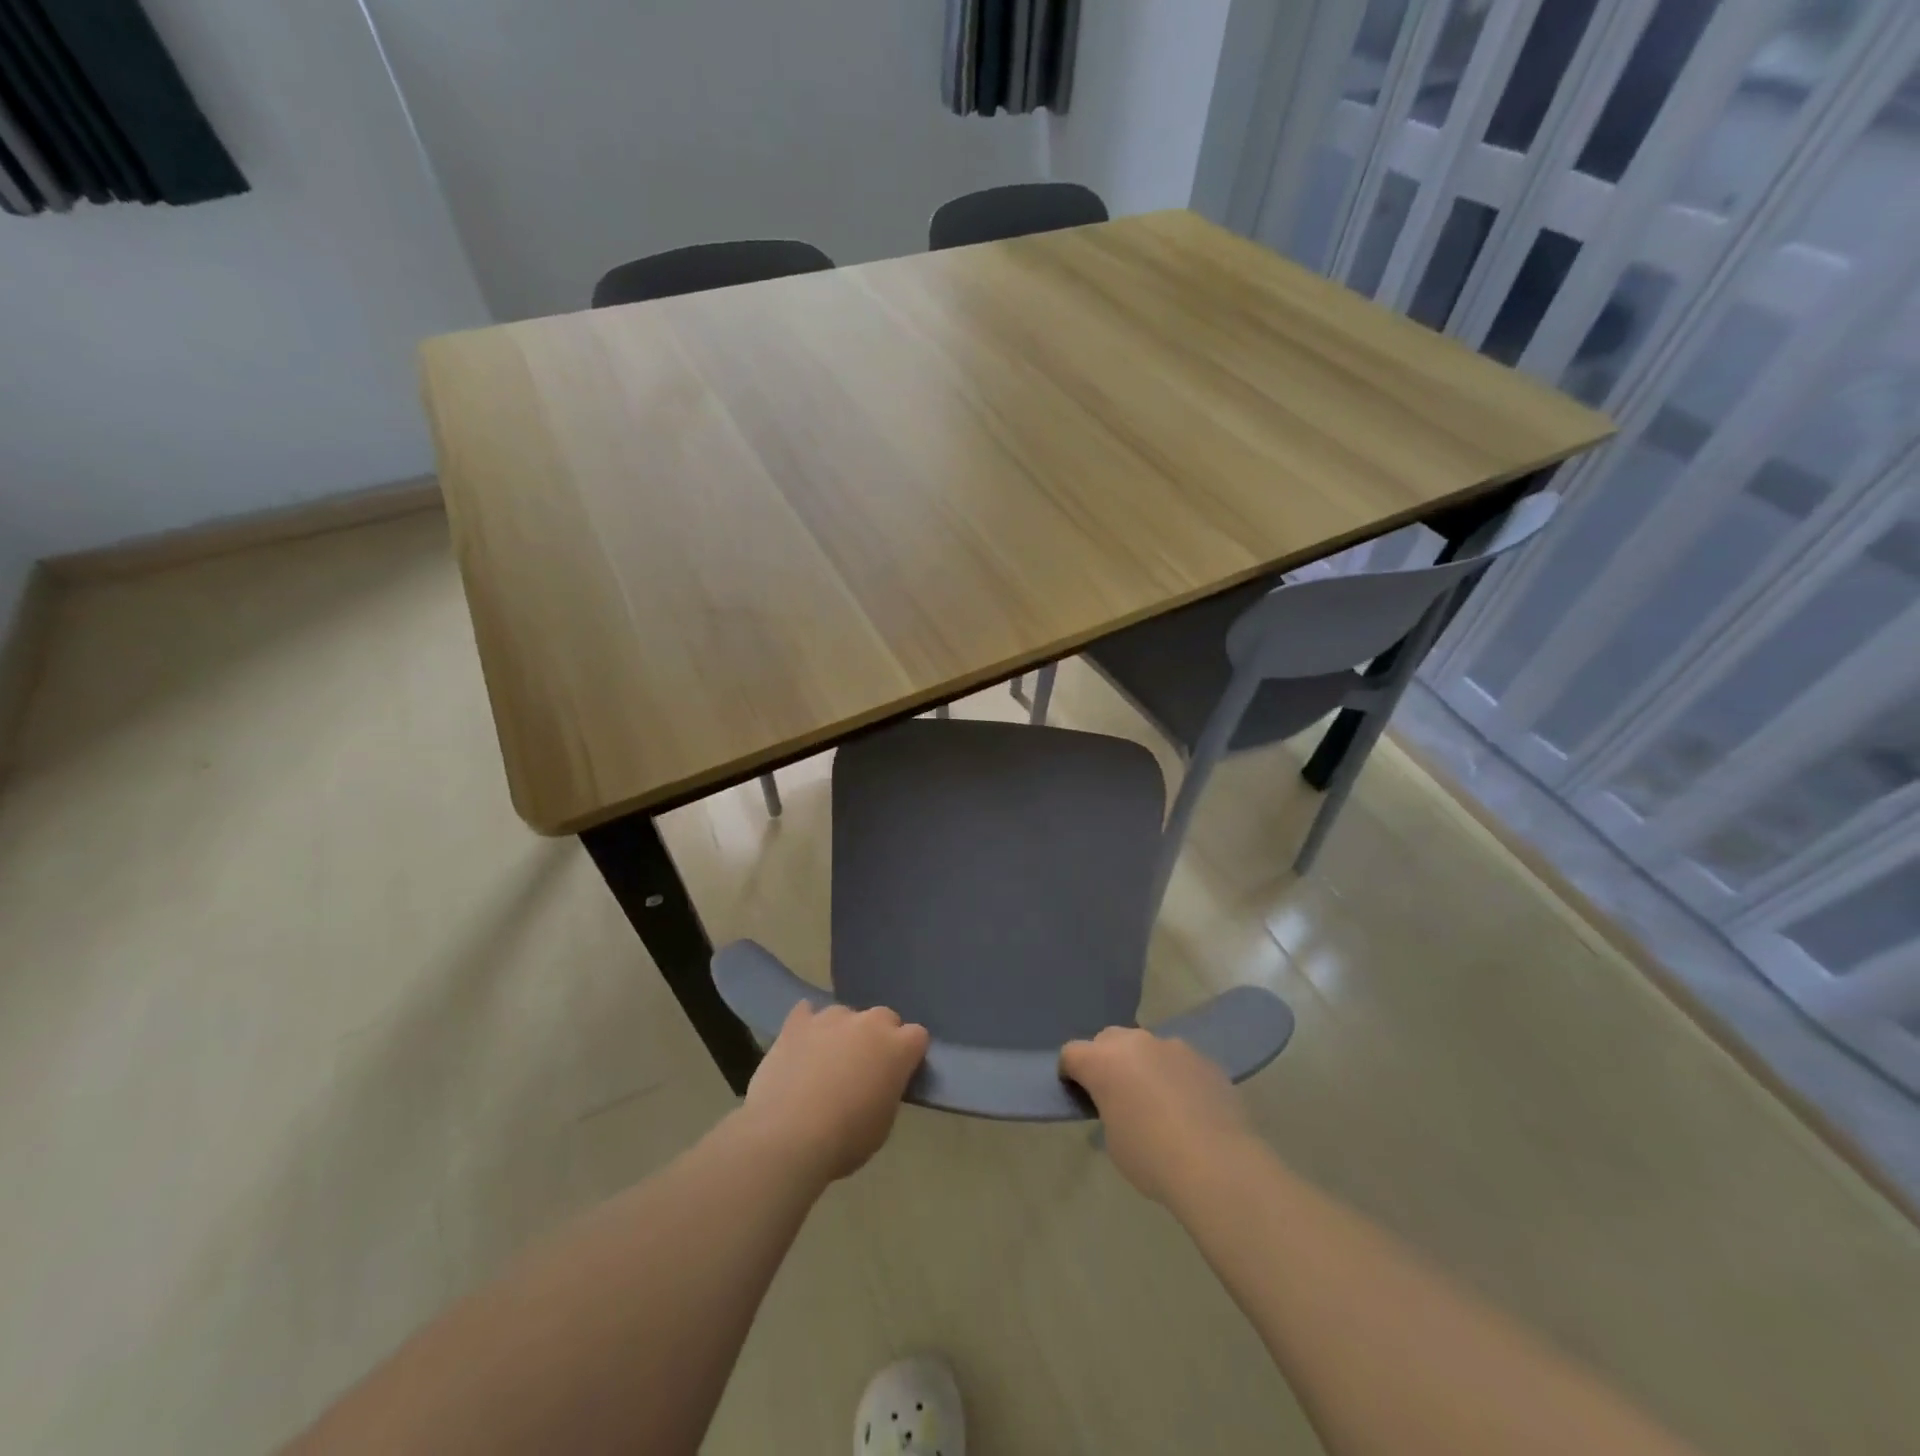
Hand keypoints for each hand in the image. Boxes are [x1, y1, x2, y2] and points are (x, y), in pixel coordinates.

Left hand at [737, 1002, 928, 1184]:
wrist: (787, 1137)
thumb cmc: (844, 1140)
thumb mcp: (883, 1124)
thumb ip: (888, 1090)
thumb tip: (879, 1082)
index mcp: (898, 1048)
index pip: (918, 1036)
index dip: (909, 1054)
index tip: (899, 1074)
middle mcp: (868, 1023)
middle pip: (884, 1017)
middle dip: (879, 1037)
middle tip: (864, 1068)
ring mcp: (831, 1018)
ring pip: (845, 1014)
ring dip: (843, 1032)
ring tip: (826, 1061)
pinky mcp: (797, 1022)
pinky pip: (806, 1012)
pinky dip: (807, 1025)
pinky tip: (801, 1046)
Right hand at [1060, 1028, 1253, 1202]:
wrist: (1217, 1164)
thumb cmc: (1152, 1158)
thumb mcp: (1114, 1140)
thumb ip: (1109, 1110)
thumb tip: (1122, 1105)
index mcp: (1103, 1061)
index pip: (1072, 1052)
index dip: (1070, 1072)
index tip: (1078, 1092)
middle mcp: (1135, 1043)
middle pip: (1108, 1039)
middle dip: (1106, 1059)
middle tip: (1116, 1093)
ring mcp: (1172, 1046)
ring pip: (1147, 1047)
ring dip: (1144, 1065)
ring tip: (1159, 1102)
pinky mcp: (1203, 1058)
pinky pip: (1178, 1061)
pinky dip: (1175, 1076)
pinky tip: (1189, 1108)